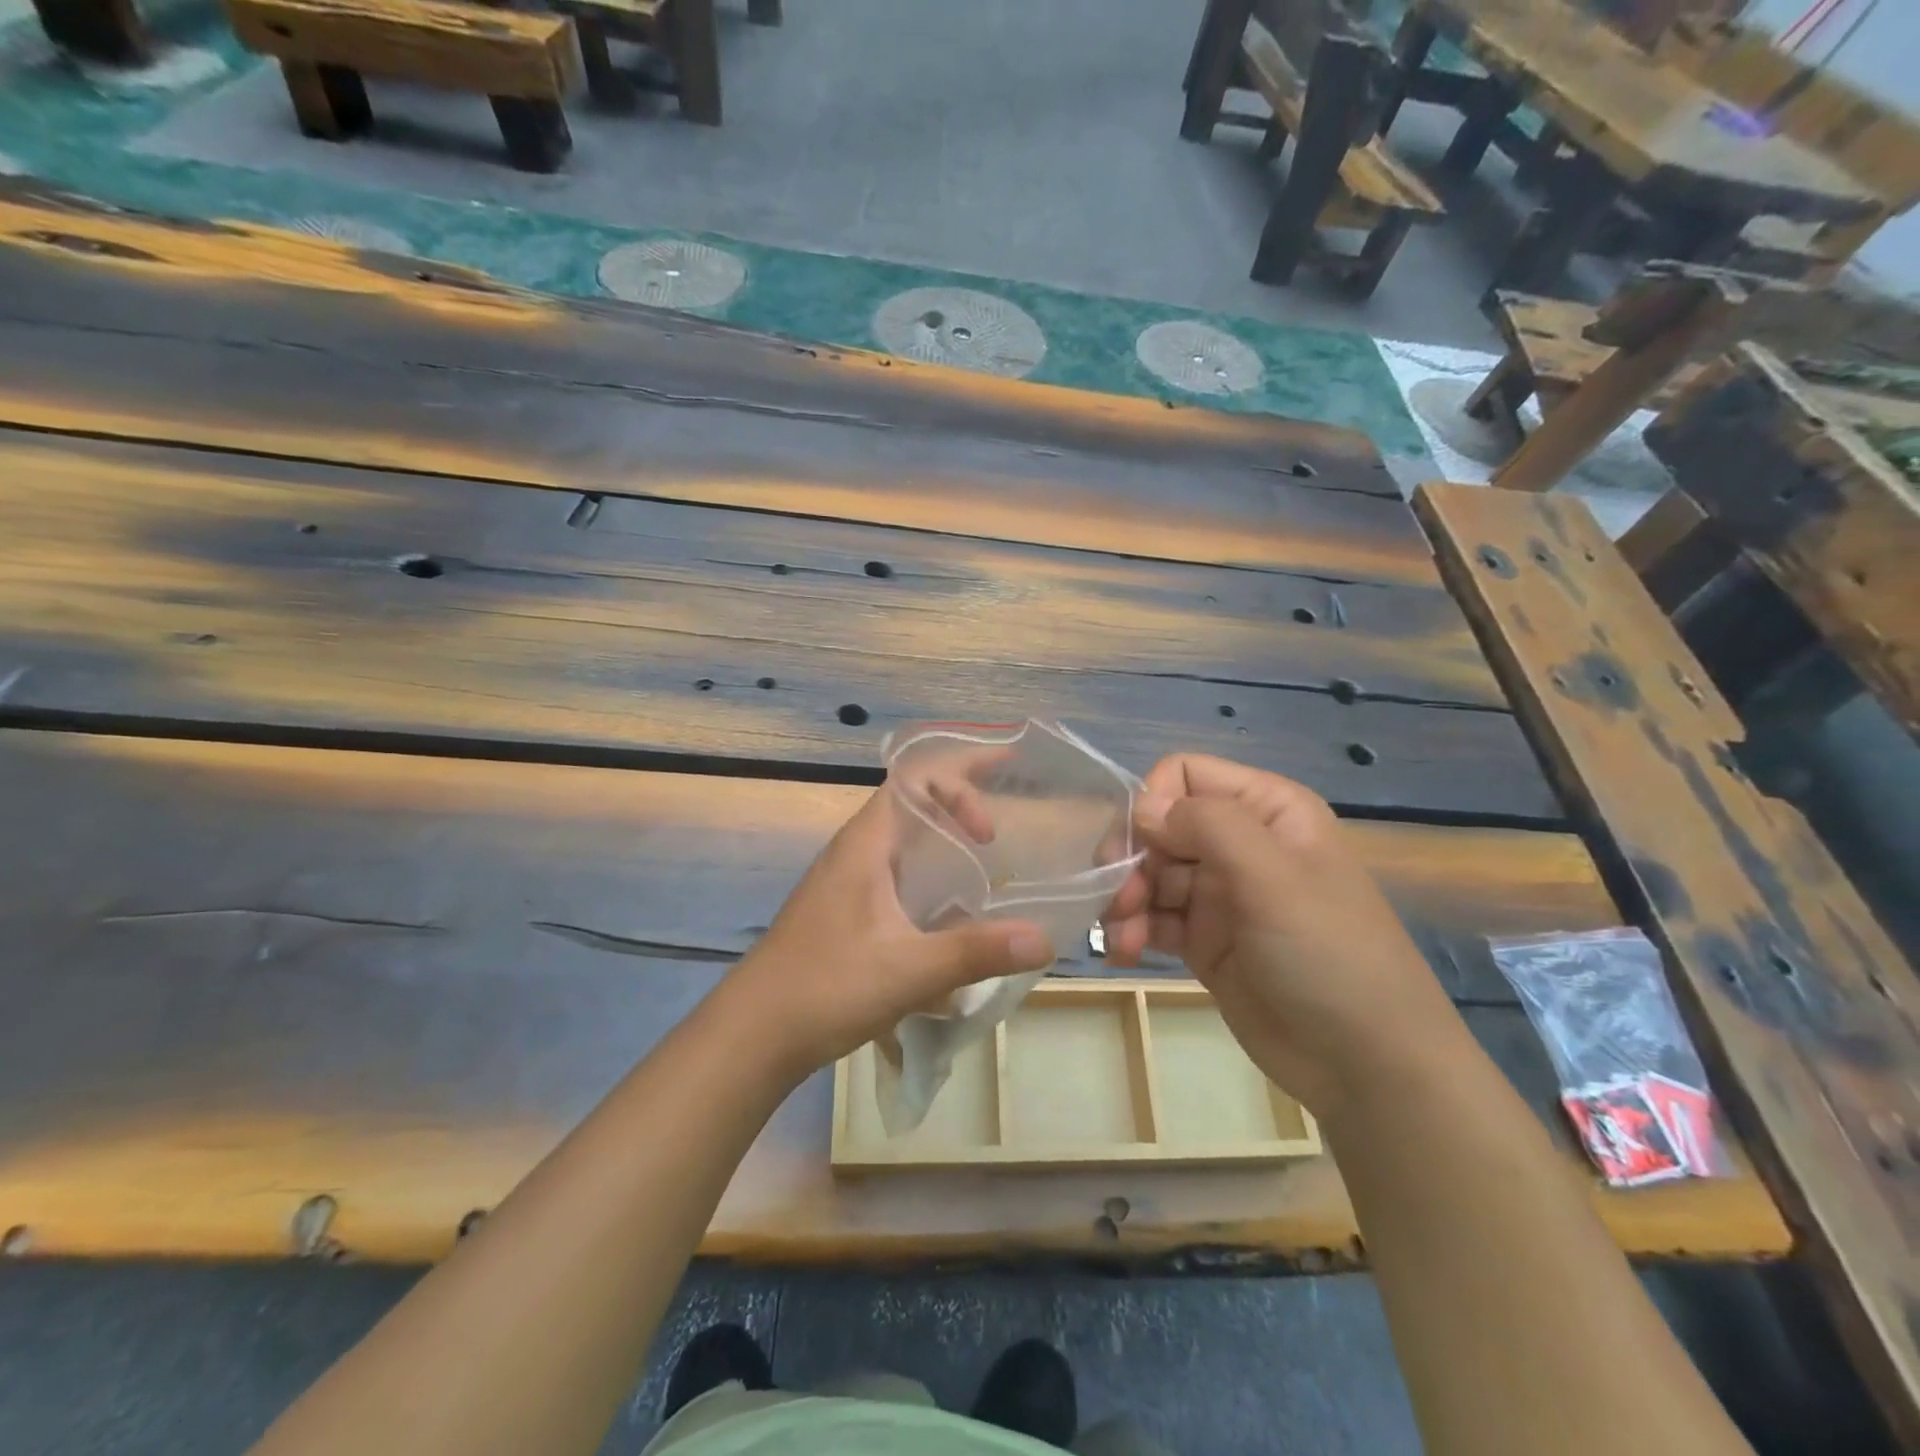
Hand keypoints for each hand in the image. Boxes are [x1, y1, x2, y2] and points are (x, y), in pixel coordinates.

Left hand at [721, 788, 1052, 1084]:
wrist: (753, 1034)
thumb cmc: (826, 987)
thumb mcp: (908, 969)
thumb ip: (976, 951)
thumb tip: (1044, 939)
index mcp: (866, 843)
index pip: (914, 780)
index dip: (959, 784)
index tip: (992, 828)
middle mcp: (856, 851)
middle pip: (913, 804)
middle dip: (961, 803)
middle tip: (1006, 824)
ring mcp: (849, 883)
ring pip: (905, 843)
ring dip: (945, 843)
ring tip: (990, 862)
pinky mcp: (848, 913)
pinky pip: (898, 877)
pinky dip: (931, 880)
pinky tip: (954, 917)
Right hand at [1101, 755, 1462, 1114]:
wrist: (1367, 1065)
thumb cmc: (1328, 955)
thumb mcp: (1273, 878)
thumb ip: (1207, 826)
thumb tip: (1142, 808)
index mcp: (1266, 810)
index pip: (1185, 774)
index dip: (1153, 803)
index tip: (1139, 847)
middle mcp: (1239, 843)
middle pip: (1158, 826)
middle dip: (1131, 858)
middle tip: (1117, 898)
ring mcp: (1220, 894)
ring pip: (1149, 873)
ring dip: (1125, 899)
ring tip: (1121, 936)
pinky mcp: (1205, 940)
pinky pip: (1154, 918)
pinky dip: (1132, 929)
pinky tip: (1124, 952)